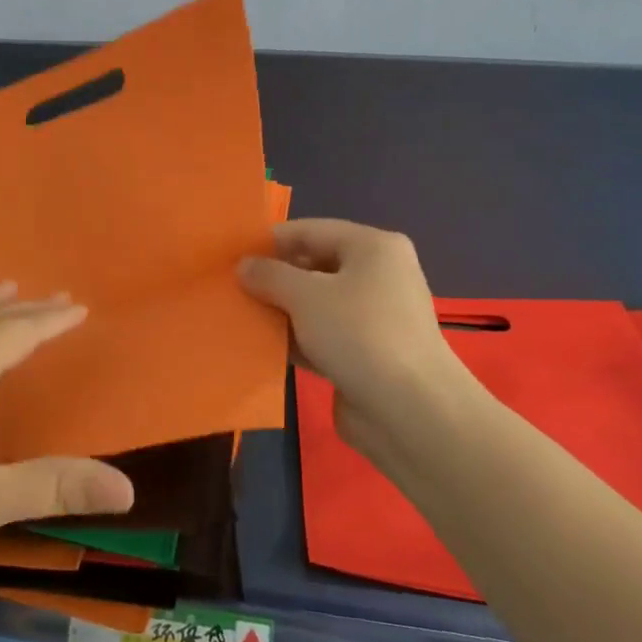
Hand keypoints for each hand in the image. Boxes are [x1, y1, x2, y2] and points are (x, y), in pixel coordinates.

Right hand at [239, 219, 483, 455]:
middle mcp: (379, 276)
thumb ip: (269, 275)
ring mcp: (375, 317)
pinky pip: (323, 335)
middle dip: (274, 278)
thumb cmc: (358, 334)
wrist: (410, 411)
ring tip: (240, 316)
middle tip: (232, 288)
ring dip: (282, 311)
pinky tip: (263, 346)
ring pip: (317, 304)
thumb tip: (244, 266)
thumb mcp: (304, 296)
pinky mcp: (367, 353)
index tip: (232, 255)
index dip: (270, 241)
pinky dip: (297, 339)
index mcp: (373, 247)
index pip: (311, 231)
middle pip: (314, 266)